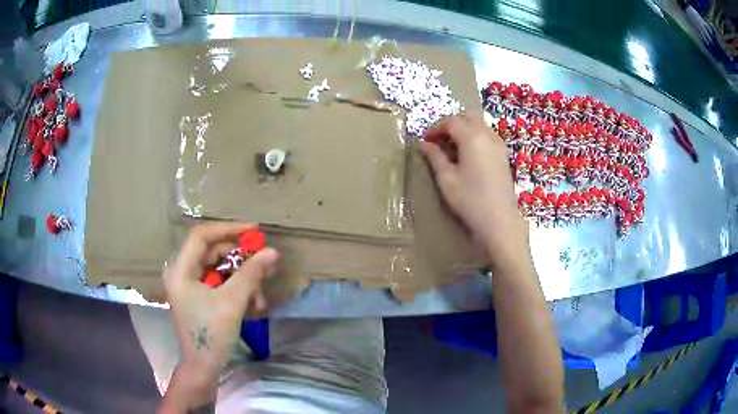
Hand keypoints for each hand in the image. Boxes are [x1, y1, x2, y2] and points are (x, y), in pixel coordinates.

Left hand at [163, 223, 278, 381]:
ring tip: (260, 295)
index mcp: (180, 270)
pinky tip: (253, 304)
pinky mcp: (198, 296)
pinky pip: (219, 282)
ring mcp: (189, 285)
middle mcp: (182, 272)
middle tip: (263, 263)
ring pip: (219, 268)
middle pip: (212, 252)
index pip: (202, 236)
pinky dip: (236, 289)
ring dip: (242, 278)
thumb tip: (272, 252)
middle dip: (240, 259)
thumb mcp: (232, 302)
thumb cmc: (211, 334)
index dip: (228, 229)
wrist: (203, 367)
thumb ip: (250, 274)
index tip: (254, 231)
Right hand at [420, 114, 529, 271]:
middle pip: (467, 117)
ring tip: (451, 148)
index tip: (425, 141)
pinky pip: (487, 135)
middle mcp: (487, 135)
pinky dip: (474, 137)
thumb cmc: (470, 200)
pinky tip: (467, 155)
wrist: (500, 220)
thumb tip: (424, 144)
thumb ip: (435, 157)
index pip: (451, 122)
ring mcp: (498, 144)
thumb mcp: (447, 179)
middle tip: (438, 140)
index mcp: (472, 137)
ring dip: (463, 129)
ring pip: (479, 125)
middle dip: (451, 123)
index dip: (435, 128)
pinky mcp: (503, 155)